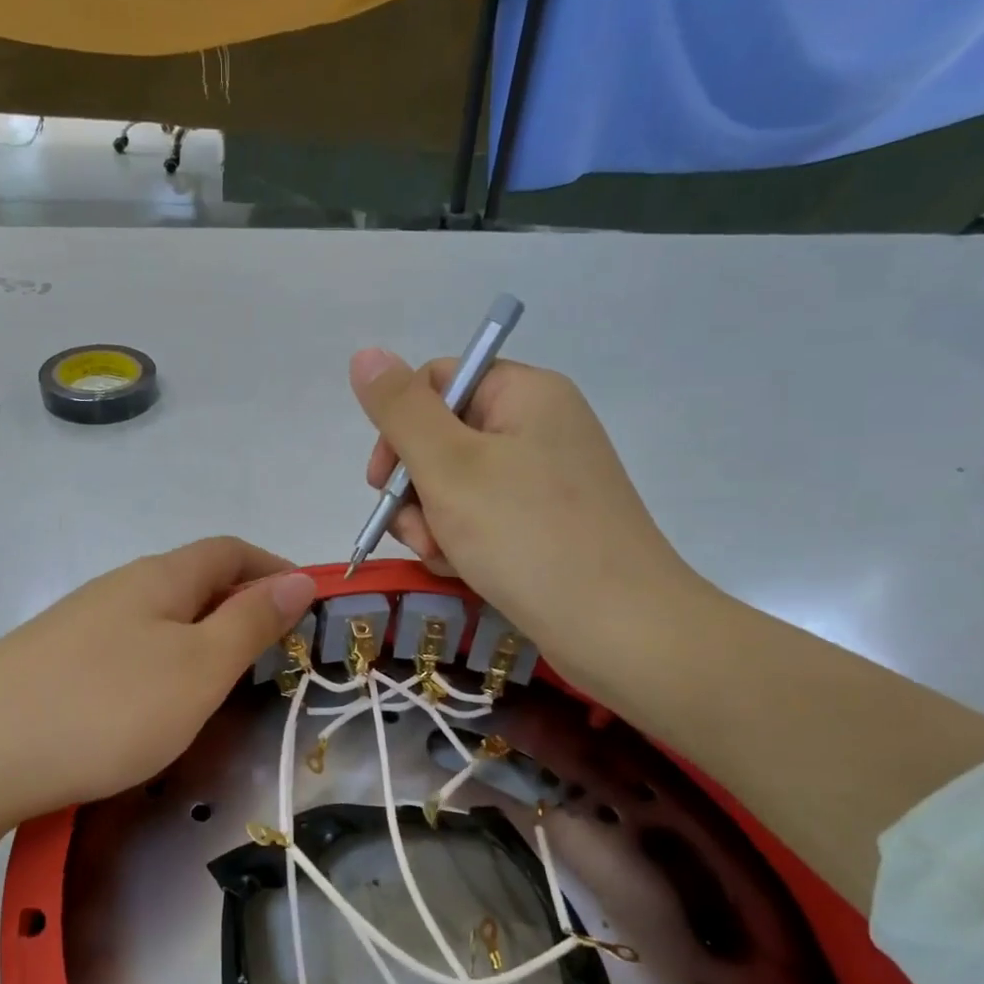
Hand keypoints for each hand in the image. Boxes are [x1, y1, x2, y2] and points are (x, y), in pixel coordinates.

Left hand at [0, 537, 315, 827]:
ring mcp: (78, 623)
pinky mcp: (50, 660)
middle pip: (193, 579)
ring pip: (157, 615)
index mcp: (159, 578)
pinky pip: (125, 646)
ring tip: (218, 682)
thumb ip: (251, 623)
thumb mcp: (198, 669)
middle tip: (270, 653)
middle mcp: (117, 587)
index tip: (308, 603)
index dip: (273, 568)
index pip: (230, 551)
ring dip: (199, 635)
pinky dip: (159, 661)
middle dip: (240, 605)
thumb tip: (299, 579)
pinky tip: (150, 703)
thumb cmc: (107, 708)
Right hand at [350, 349, 703, 691]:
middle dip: (414, 489)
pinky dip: (463, 542)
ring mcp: (546, 479)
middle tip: (417, 531)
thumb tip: (365, 354)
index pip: (437, 383)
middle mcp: (539, 426)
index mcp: (525, 394)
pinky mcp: (547, 524)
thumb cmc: (527, 536)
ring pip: (456, 486)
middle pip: (442, 439)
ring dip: (433, 522)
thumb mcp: (449, 467)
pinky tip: (464, 571)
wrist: (618, 628)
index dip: (399, 428)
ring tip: (445, 558)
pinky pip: (484, 518)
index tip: (382, 481)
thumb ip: (401, 410)